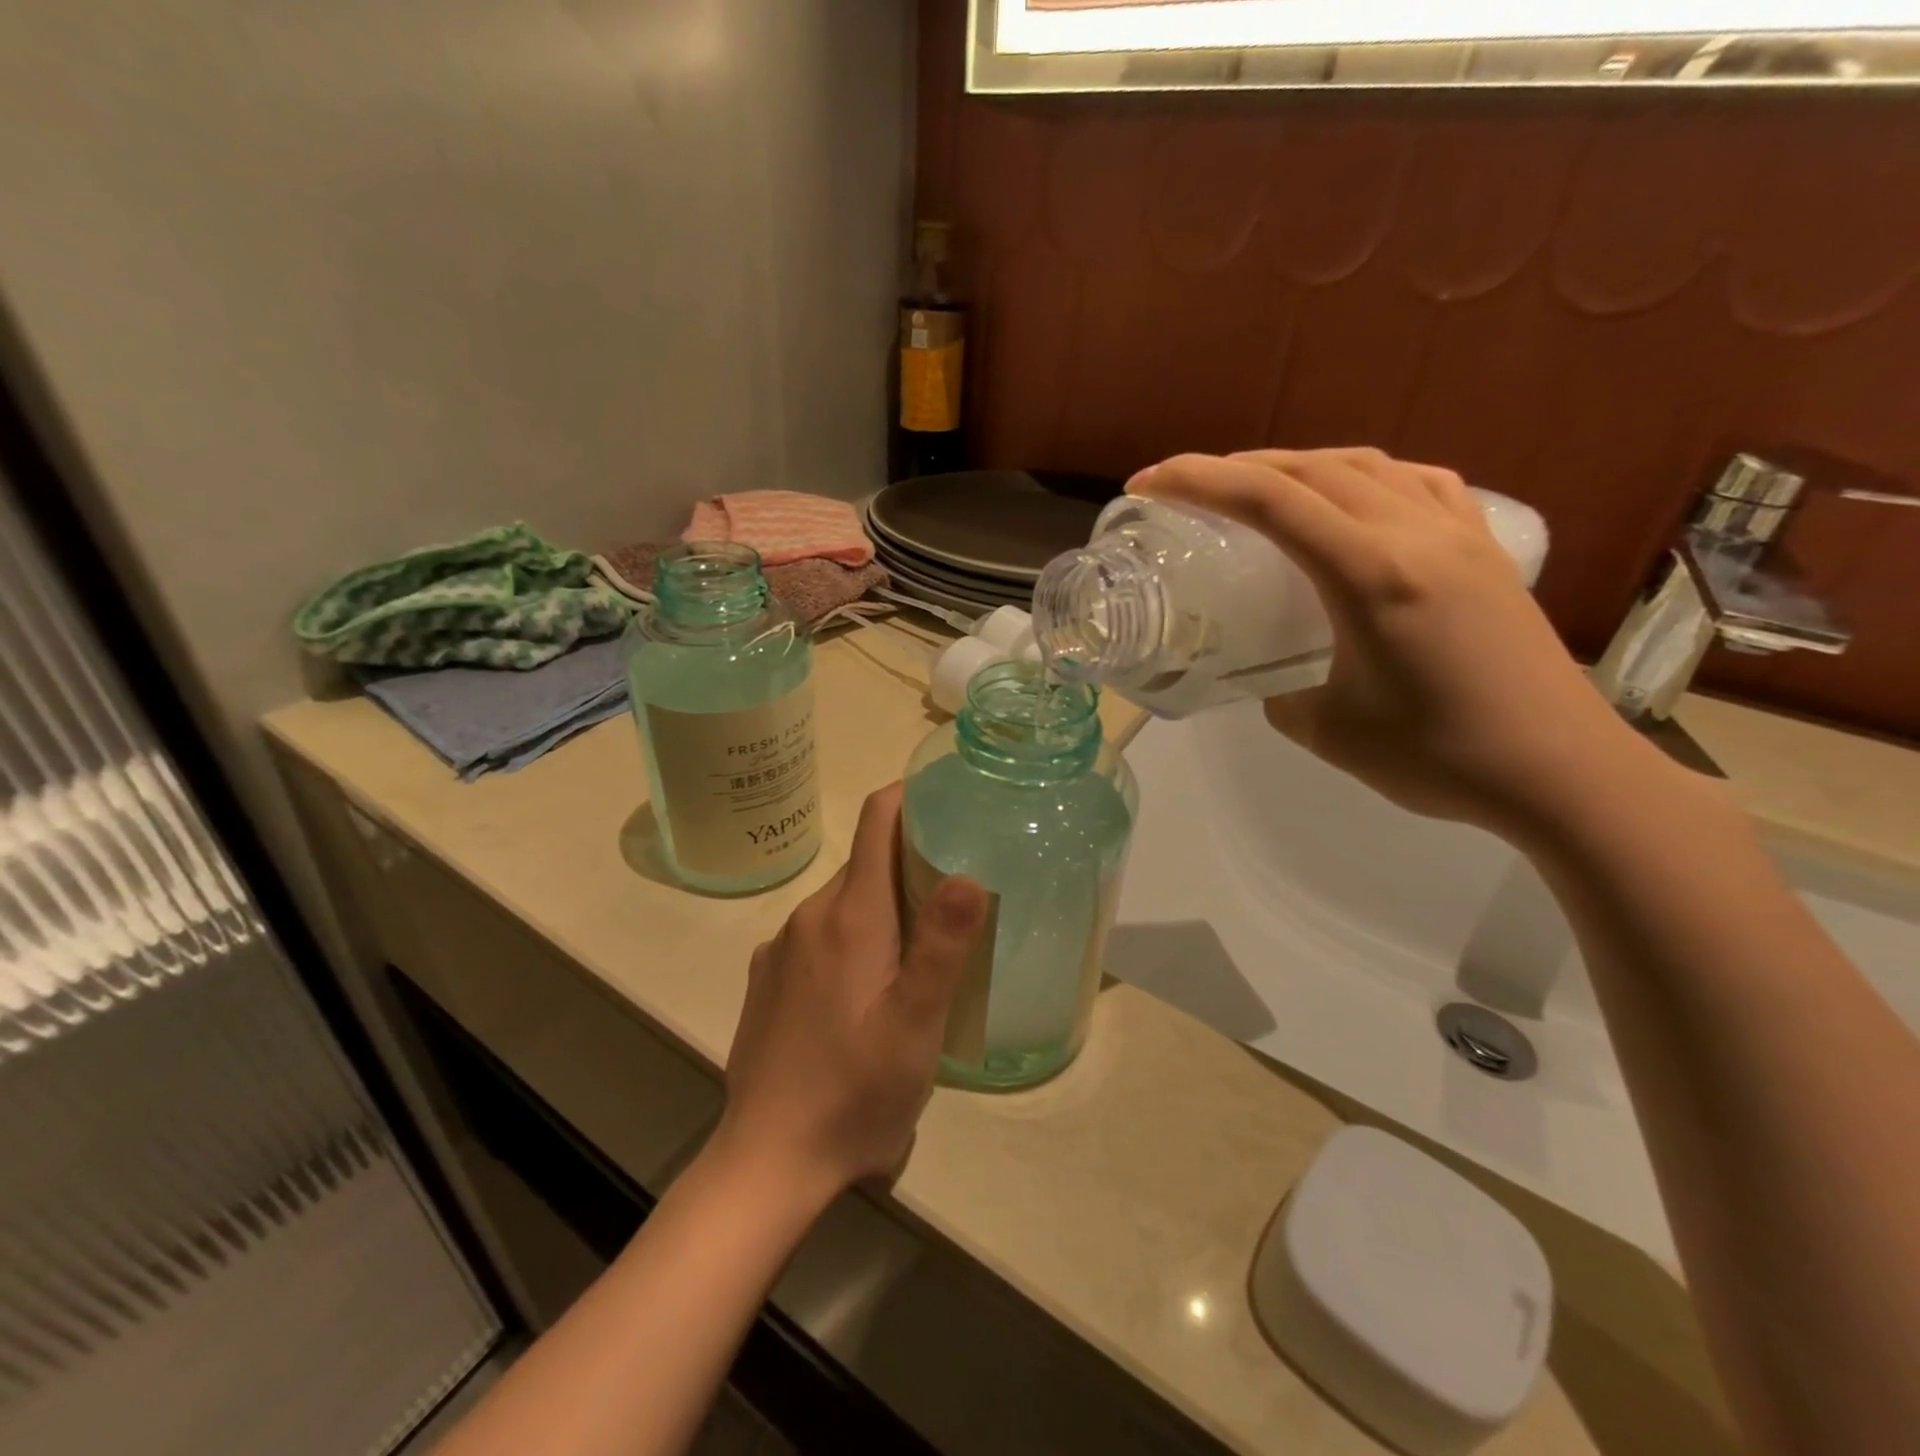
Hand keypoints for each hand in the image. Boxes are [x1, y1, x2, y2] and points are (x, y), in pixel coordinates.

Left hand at [714, 784, 988, 1202]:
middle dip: (912, 860)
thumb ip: (943, 945)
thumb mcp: (916, 1023)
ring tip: (927, 943)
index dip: (912, 797)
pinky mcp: (770, 978)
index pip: (877, 820)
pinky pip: (821, 935)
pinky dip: (855, 936)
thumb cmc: (854, 1092)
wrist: (768, 1161)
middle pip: (866, 862)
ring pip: (845, 901)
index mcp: (849, 914)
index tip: (951, 800)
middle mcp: (809, 916)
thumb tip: (967, 872)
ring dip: (886, 906)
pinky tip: (872, 985)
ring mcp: (782, 947)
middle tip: (960, 888)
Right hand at [1134, 448, 1665, 841]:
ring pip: (1363, 465)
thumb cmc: (1437, 757)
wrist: (1560, 772)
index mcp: (1369, 573)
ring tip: (1257, 488)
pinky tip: (1352, 498)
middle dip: (1235, 467)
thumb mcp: (1324, 729)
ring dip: (1296, 466)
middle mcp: (1414, 533)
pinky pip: (1416, 483)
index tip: (1146, 484)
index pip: (1267, 500)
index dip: (1196, 481)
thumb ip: (1278, 689)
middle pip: (1309, 468)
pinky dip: (1364, 477)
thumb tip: (1267, 672)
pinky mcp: (1486, 549)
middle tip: (1186, 489)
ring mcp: (1458, 533)